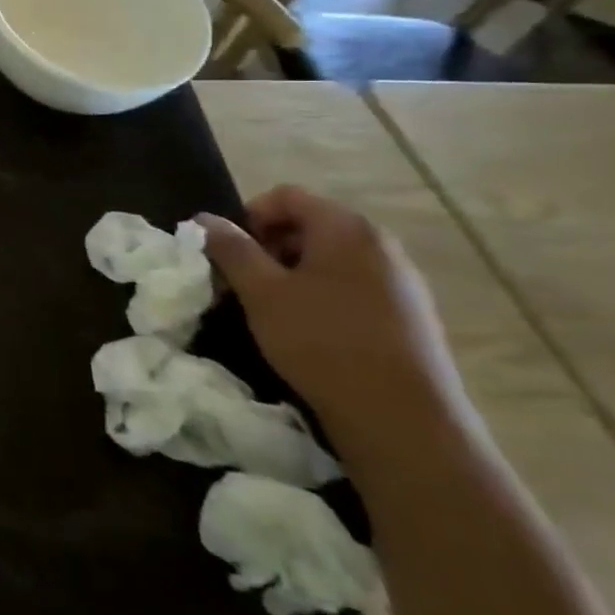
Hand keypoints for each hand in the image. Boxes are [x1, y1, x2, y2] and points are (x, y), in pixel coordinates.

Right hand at [199, 186, 467, 448]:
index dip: (248, 215)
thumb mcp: (261, 292)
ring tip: (272, 308)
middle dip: (268, 245)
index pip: (286, 196)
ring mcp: (402, 280)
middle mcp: (381, 244)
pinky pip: (353, 284)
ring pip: (330, 257)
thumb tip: (204, 219)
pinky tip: (309, 329)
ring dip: (292, 271)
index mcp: (346, 229)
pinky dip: (321, 293)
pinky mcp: (410, 314)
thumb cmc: (321, 341)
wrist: (402, 418)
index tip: (229, 252)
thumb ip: (230, 248)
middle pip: (310, 224)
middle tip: (244, 281)